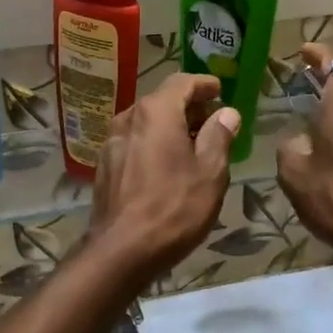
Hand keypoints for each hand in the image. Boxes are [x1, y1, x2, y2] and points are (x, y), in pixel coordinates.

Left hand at [89, 73, 240, 285]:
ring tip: (194, 145)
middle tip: (213, 121)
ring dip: (171, 127)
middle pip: (162, 101)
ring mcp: (112, 142)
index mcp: (156, 112)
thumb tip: (227, 113)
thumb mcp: (210, 172)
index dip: (204, 84)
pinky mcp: (105, 166)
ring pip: (147, 123)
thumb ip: (219, 136)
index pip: (182, 82)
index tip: (220, 91)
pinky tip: (168, 165)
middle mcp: (129, 118)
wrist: (122, 250)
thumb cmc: (174, 207)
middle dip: (189, 107)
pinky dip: (155, 143)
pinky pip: (135, 142)